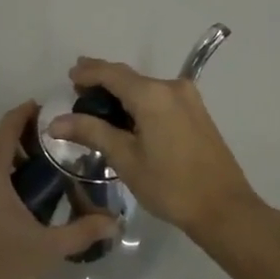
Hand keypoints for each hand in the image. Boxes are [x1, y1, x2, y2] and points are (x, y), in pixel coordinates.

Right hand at [47, 58, 262, 239]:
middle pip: (129, 76)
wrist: (223, 207)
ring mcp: (188, 98)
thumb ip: (92, 132)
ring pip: (146, 86)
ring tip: (98, 104)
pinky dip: (140, 100)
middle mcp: (171, 87)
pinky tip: (128, 115)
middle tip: (78, 88)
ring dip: (122, 91)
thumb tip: (56, 121)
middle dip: (103, 80)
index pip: (112, 73)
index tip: (69, 75)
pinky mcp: (197, 111)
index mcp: (152, 94)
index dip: (88, 71)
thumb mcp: (125, 159)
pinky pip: (160, 97)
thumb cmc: (170, 185)